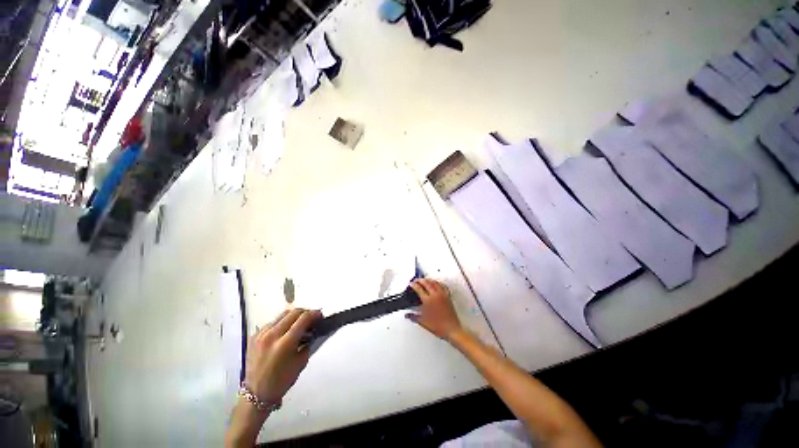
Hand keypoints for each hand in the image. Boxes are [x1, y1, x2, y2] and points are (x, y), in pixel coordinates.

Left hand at [244, 308, 321, 403]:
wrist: (256, 394)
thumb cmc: (281, 381)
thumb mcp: (301, 362)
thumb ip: (308, 343)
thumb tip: (312, 330)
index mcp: (285, 343)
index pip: (303, 318)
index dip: (314, 314)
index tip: (320, 315)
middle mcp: (272, 335)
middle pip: (293, 312)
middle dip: (305, 312)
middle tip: (312, 318)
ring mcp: (261, 334)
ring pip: (282, 314)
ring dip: (294, 316)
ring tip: (299, 323)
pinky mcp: (255, 336)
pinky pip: (272, 322)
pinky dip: (282, 322)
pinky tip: (285, 331)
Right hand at [406, 279, 462, 340]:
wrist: (452, 330)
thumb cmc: (439, 327)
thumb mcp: (423, 322)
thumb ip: (414, 317)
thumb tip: (408, 315)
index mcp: (428, 301)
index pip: (419, 289)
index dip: (413, 285)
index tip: (411, 284)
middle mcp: (435, 296)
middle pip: (426, 282)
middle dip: (420, 280)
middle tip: (416, 281)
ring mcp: (442, 295)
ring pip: (434, 282)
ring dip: (428, 280)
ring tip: (424, 280)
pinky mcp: (448, 296)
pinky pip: (442, 286)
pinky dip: (438, 283)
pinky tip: (436, 284)